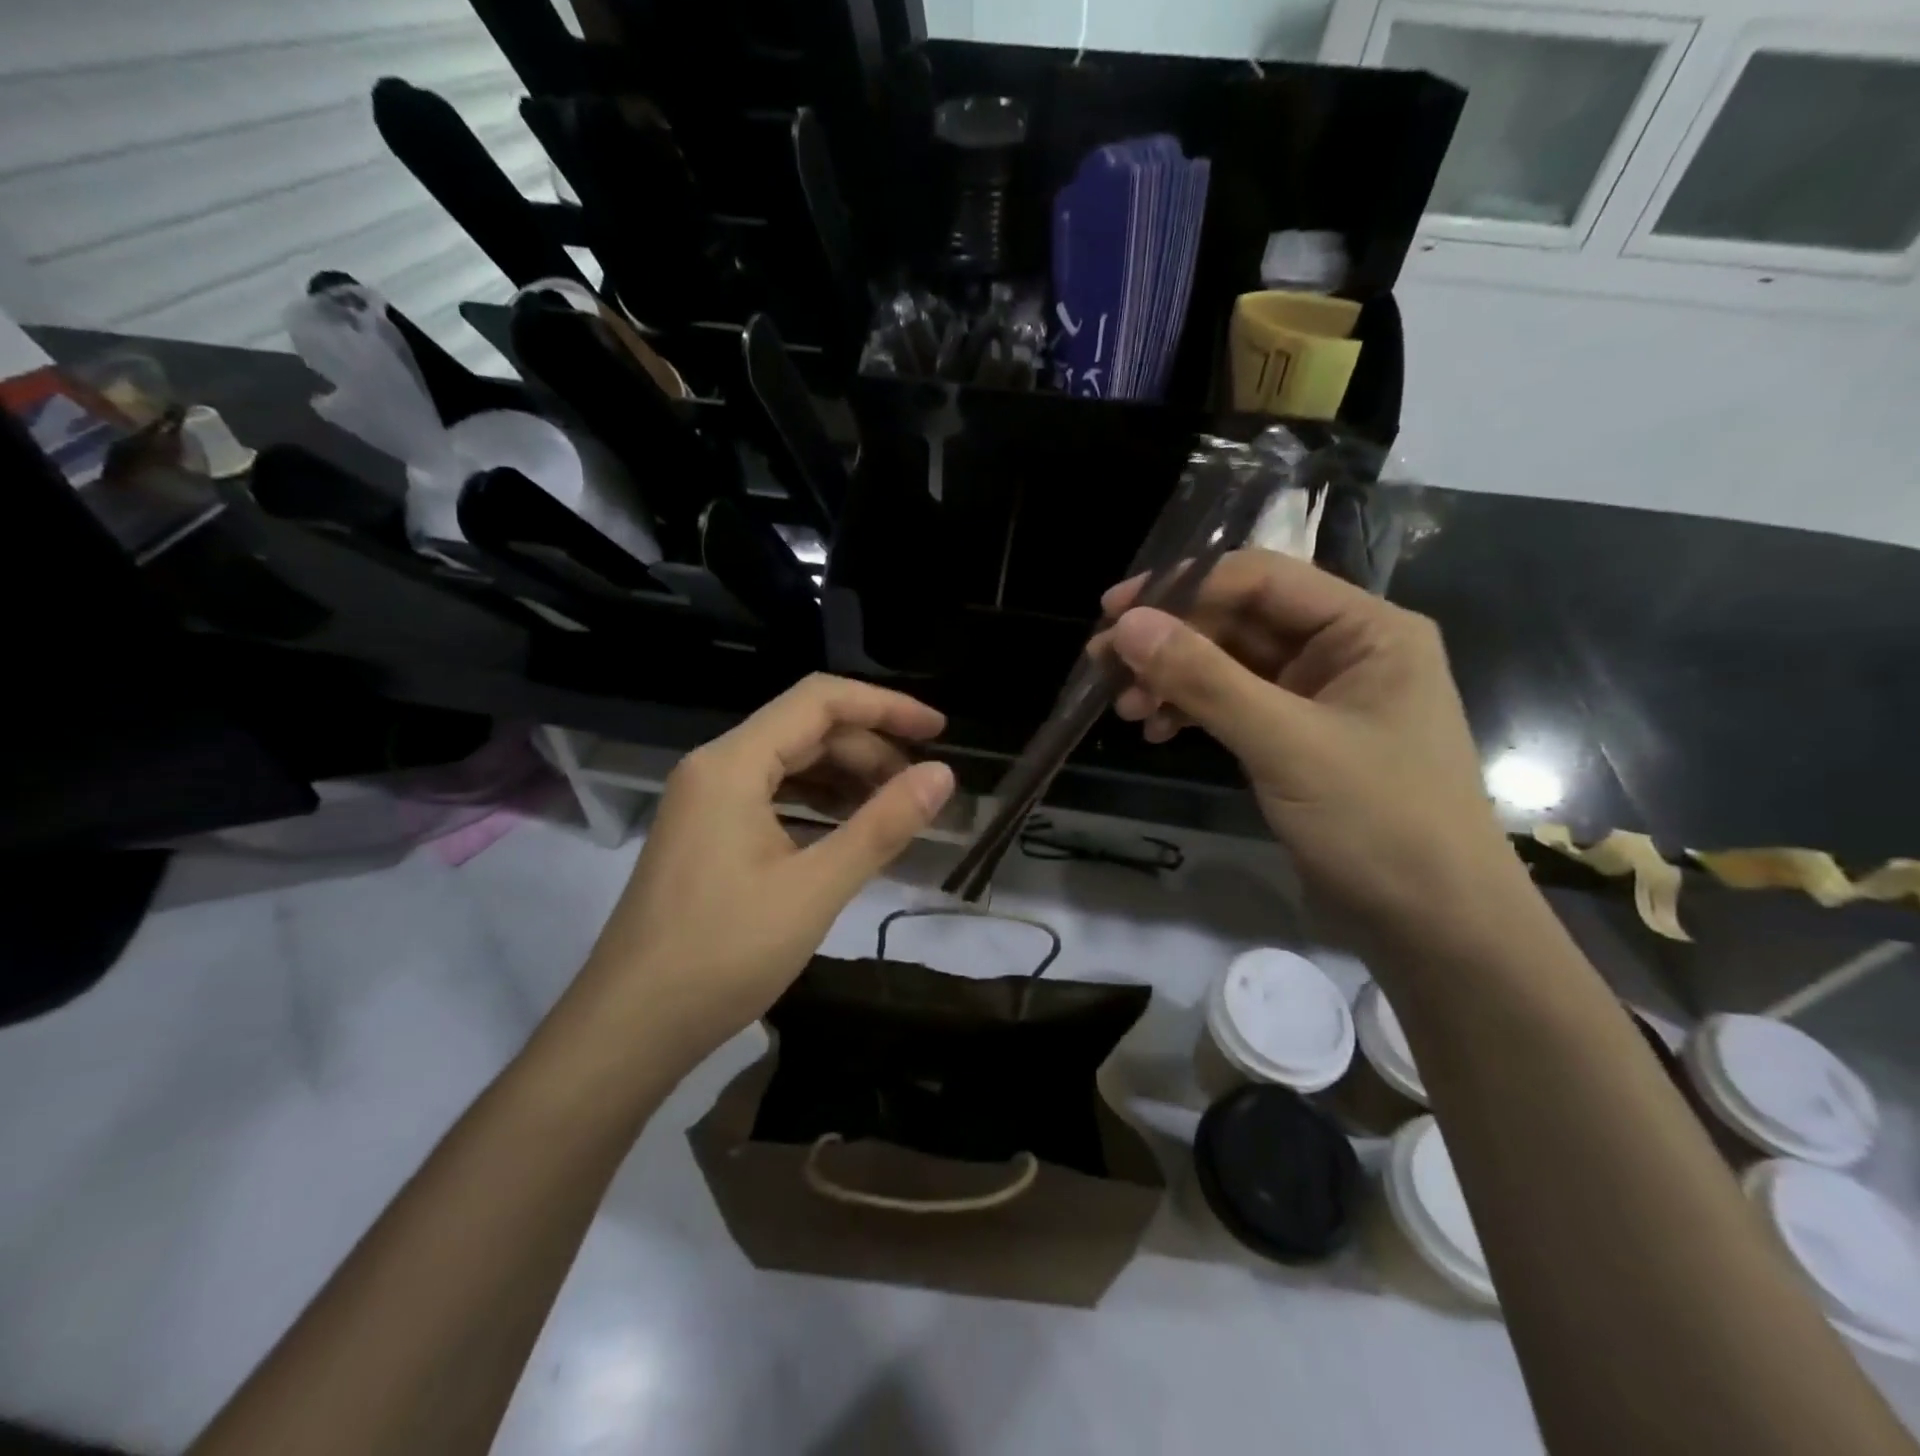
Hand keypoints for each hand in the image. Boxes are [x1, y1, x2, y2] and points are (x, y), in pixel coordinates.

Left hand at [575, 675, 955, 1070]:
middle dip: (870, 749)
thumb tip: (942, 775)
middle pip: (805, 730)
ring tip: (895, 808)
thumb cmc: (722, 955)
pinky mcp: (706, 834)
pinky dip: (818, 804)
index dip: (885, 706)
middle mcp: (715, 768)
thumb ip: (882, 826)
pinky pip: (772, 796)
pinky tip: (849, 831)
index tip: (939, 732)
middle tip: (920, 788)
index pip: (820, 700)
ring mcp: (706, 802)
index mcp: (733, 764)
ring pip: (789, 764)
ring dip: (846, 777)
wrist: (630, 1029)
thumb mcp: (815, 889)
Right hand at [1102, 551, 1522, 935]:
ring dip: (1175, 679)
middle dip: (1171, 642)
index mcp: (1367, 629)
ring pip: (1230, 665)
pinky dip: (1194, 712)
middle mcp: (1345, 650)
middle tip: (1104, 667)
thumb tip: (1128, 625)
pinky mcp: (1298, 737)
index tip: (1114, 612)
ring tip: (1126, 708)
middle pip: (1240, 621)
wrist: (1433, 927)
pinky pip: (1235, 705)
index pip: (1261, 579)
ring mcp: (1320, 696)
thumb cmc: (1378, 822)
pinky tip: (1158, 731)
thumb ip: (1206, 679)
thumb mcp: (1286, 744)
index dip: (1183, 587)